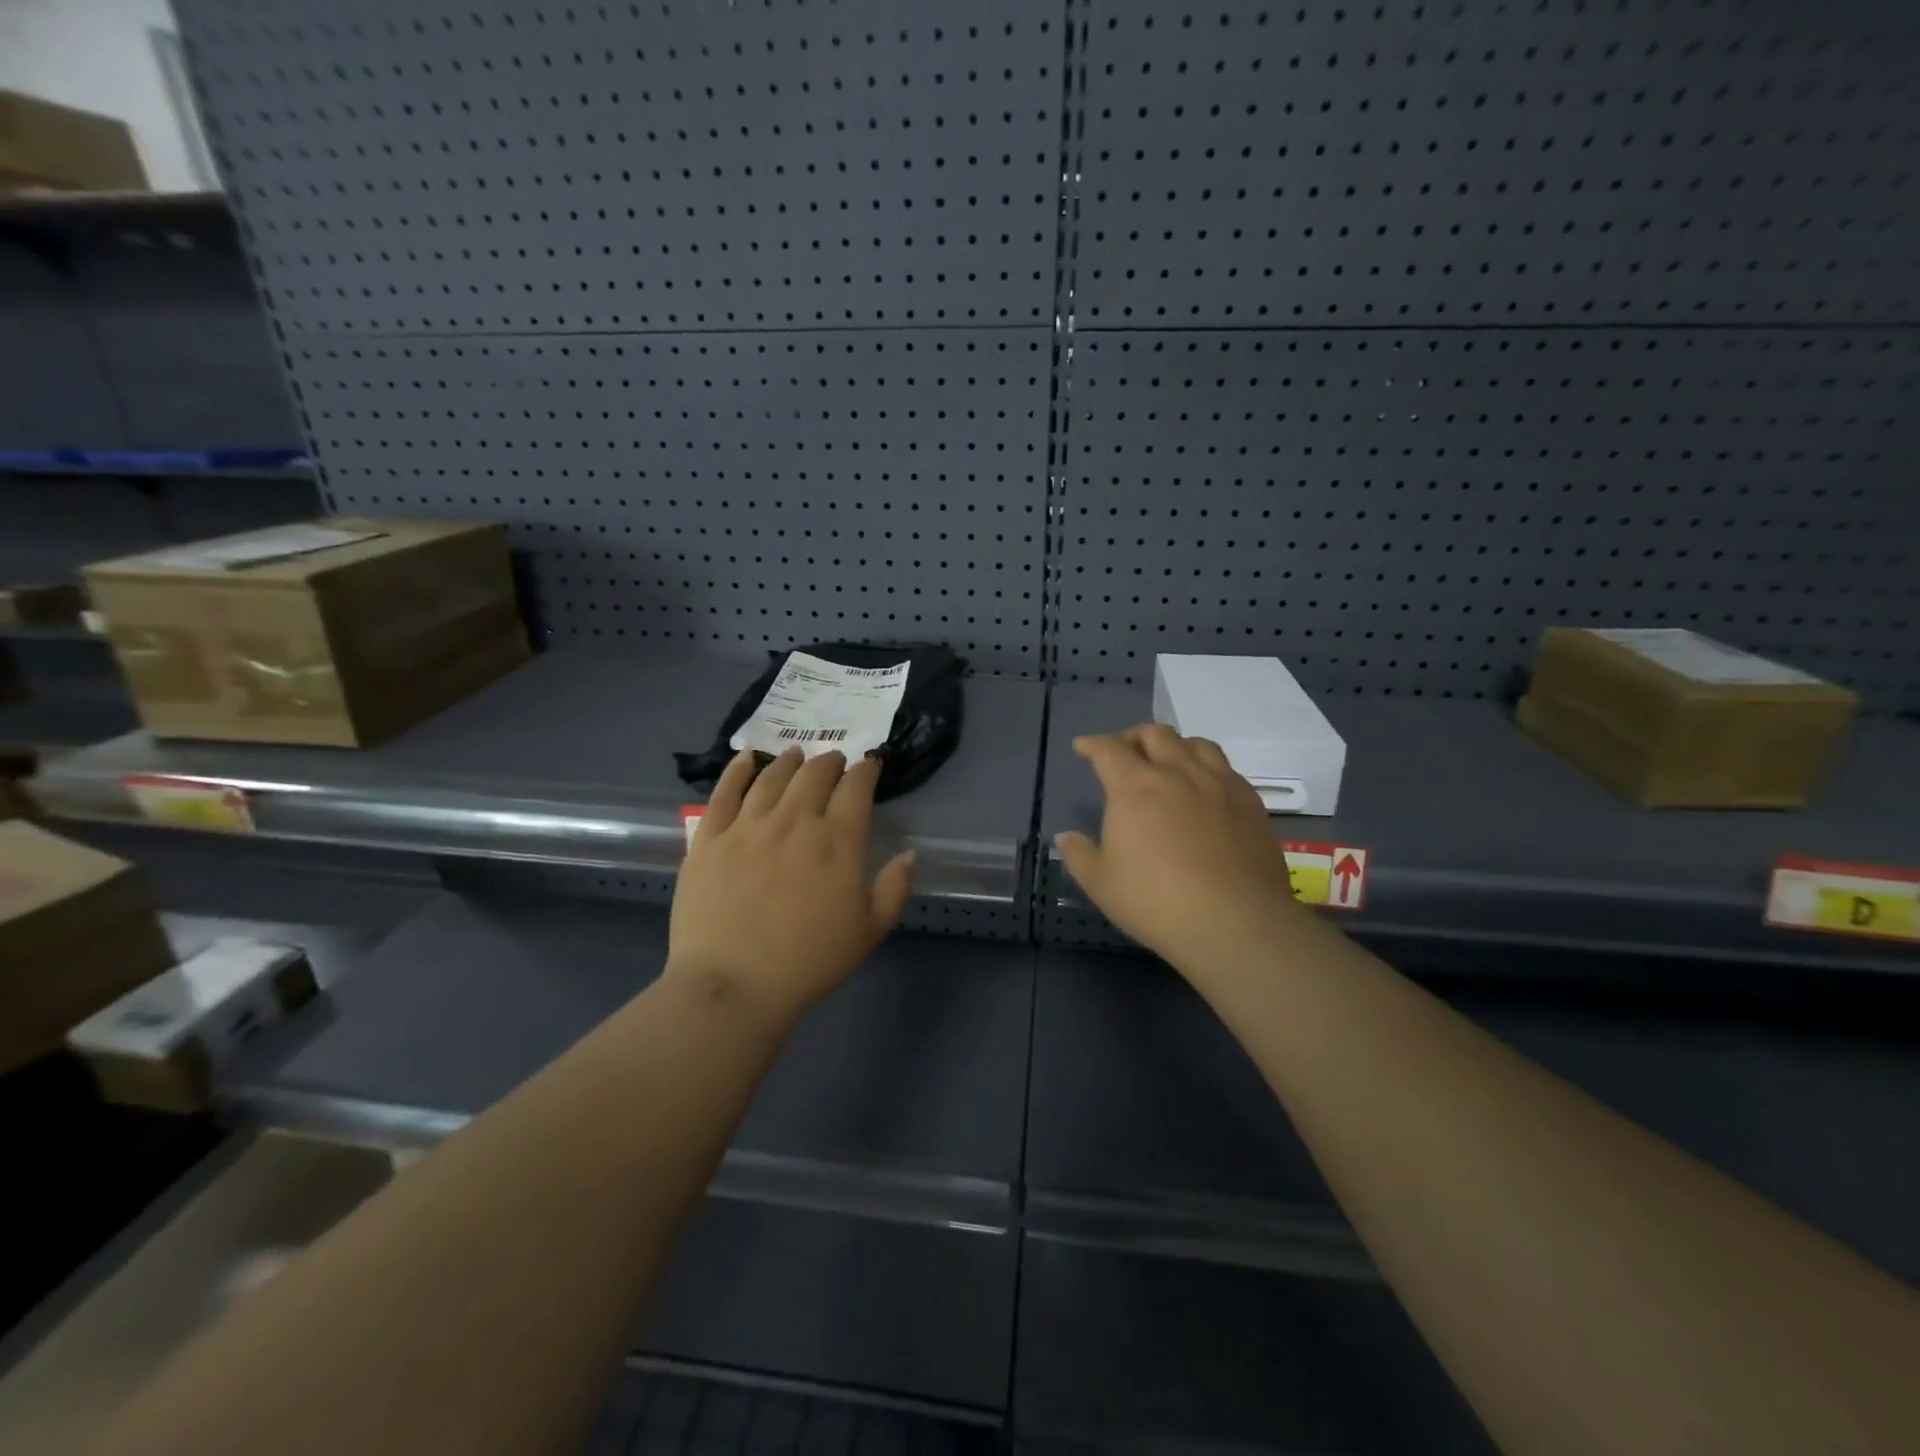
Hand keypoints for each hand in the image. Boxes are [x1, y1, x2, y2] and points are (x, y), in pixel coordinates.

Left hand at [669, 748, 915, 1021]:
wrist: (734, 985)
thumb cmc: (809, 962)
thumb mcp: (869, 931)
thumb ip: (894, 889)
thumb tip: (911, 854)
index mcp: (838, 840)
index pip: (856, 788)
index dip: (866, 771)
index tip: (869, 766)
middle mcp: (795, 820)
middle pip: (815, 774)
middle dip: (830, 761)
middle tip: (834, 761)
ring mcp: (748, 825)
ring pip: (772, 776)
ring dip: (790, 761)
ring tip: (796, 755)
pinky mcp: (710, 837)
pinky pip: (725, 791)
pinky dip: (738, 770)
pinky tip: (746, 759)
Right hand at [1055, 726, 1303, 974]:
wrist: (1236, 922)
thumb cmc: (1156, 901)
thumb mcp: (1101, 884)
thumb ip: (1079, 855)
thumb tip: (1064, 837)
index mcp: (1135, 787)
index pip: (1109, 750)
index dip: (1092, 744)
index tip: (1083, 746)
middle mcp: (1177, 773)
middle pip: (1155, 735)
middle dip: (1134, 737)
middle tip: (1125, 752)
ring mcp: (1219, 784)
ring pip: (1196, 744)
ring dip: (1175, 745)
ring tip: (1169, 761)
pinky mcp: (1250, 802)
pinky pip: (1227, 768)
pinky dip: (1207, 767)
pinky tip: (1206, 789)